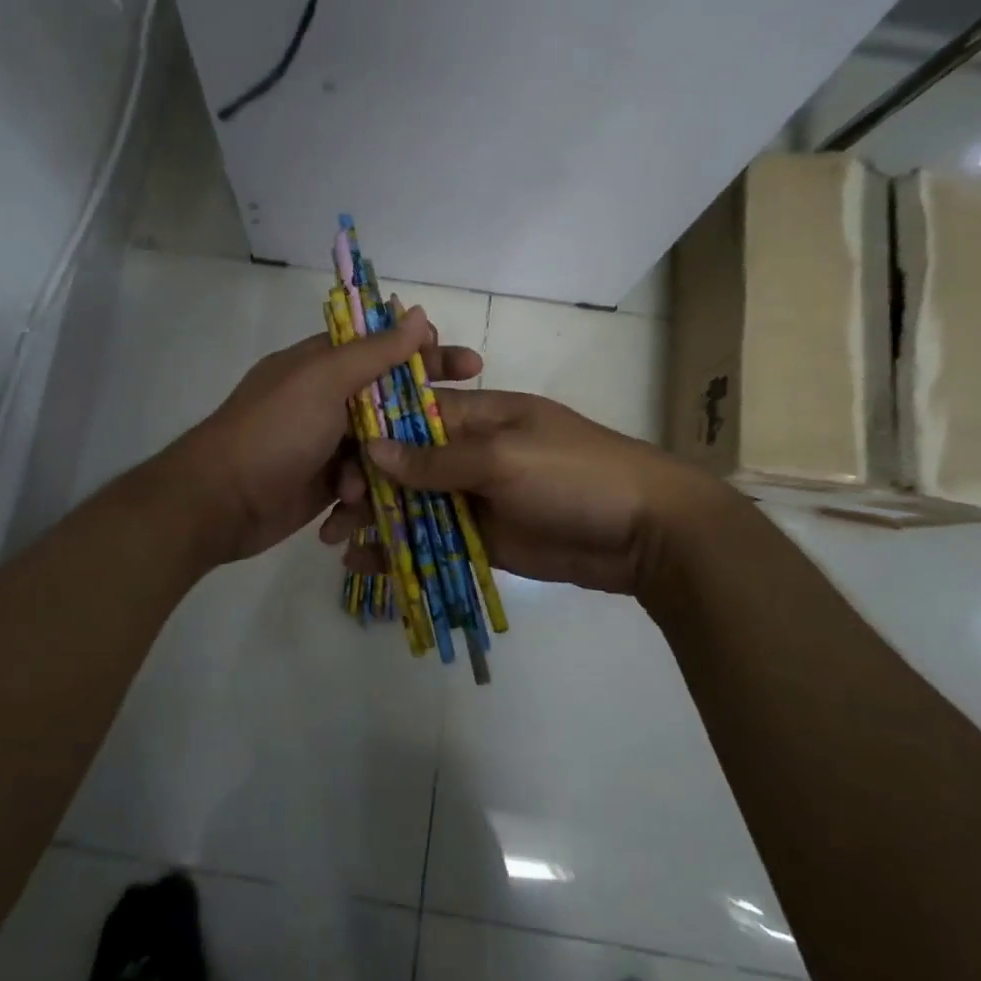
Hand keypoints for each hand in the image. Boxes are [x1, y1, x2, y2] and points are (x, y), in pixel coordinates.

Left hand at [172, 306, 484, 564]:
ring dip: (388, 459)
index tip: (464, 362)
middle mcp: (326, 398)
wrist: (219, 502)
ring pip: (382, 443)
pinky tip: (353, 501)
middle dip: (423, 410)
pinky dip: (364, 489)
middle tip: (469, 417)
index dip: (424, 351)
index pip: (383, 346)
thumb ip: (374, 351)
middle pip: (389, 396)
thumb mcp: (324, 381)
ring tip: (378, 477)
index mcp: (321, 363)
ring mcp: (325, 441)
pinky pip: (364, 479)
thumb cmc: (273, 431)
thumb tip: (417, 312)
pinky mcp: (325, 482)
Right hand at [321, 389, 721, 595]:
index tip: (333, 459)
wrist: (647, 533)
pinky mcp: (485, 538)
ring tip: (337, 542)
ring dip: (377, 520)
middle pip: (406, 464)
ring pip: (415, 505)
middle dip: (367, 484)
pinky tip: (367, 565)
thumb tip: (374, 449)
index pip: (412, 416)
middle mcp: (471, 453)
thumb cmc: (575, 474)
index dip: (372, 434)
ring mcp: (478, 498)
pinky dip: (402, 550)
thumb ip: (438, 459)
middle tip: (335, 512)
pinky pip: (435, 540)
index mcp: (479, 416)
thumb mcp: (505, 457)